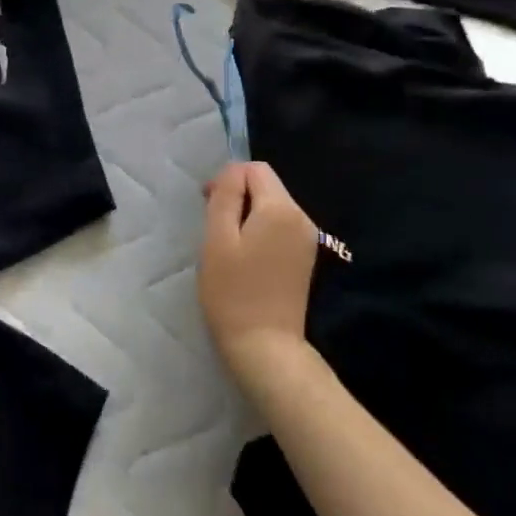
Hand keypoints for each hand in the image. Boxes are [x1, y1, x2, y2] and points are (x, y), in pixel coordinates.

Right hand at [198, 161, 318, 394]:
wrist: (265, 345)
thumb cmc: (233, 291)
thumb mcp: (218, 238)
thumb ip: (225, 196)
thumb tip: (232, 173)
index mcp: (281, 208)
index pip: (254, 169)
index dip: (227, 179)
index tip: (208, 205)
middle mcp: (302, 217)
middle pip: (266, 185)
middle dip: (237, 195)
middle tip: (213, 226)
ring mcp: (307, 238)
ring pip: (272, 205)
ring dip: (247, 213)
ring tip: (227, 243)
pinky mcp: (305, 257)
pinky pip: (279, 225)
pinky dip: (259, 229)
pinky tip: (245, 256)